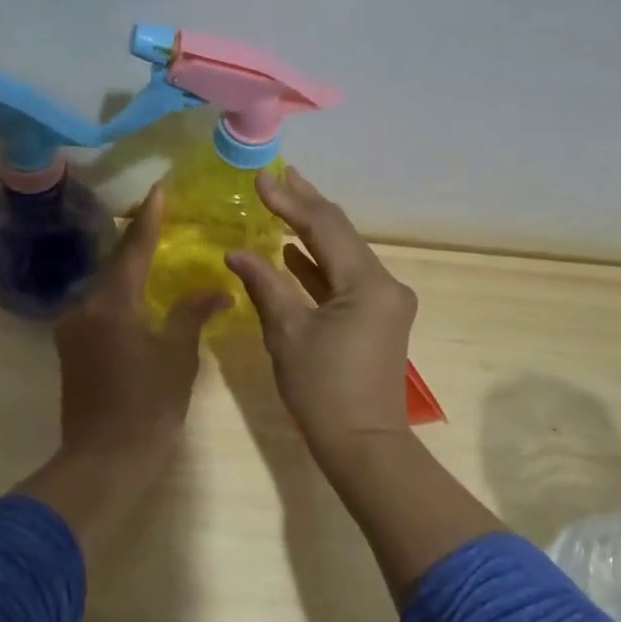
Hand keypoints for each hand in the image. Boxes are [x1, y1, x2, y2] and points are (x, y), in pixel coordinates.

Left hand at [52, 184, 228, 476]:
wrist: (103, 459)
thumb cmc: (147, 406)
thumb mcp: (177, 357)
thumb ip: (192, 315)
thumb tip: (216, 291)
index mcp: (112, 304)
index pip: (134, 249)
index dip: (149, 218)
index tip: (159, 189)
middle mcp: (85, 307)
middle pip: (114, 263)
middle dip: (137, 238)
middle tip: (160, 215)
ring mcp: (73, 329)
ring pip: (104, 286)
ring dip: (128, 268)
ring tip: (153, 250)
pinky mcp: (72, 348)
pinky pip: (99, 307)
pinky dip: (120, 294)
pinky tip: (138, 294)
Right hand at [224, 168, 417, 463]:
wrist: (363, 445)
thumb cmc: (323, 390)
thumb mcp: (288, 333)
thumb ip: (264, 284)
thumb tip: (236, 252)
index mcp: (367, 283)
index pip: (325, 227)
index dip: (291, 201)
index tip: (260, 180)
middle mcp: (385, 283)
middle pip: (341, 234)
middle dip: (307, 205)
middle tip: (279, 176)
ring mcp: (385, 301)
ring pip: (344, 255)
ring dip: (312, 233)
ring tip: (282, 204)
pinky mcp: (378, 318)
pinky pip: (346, 280)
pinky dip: (319, 266)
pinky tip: (293, 253)